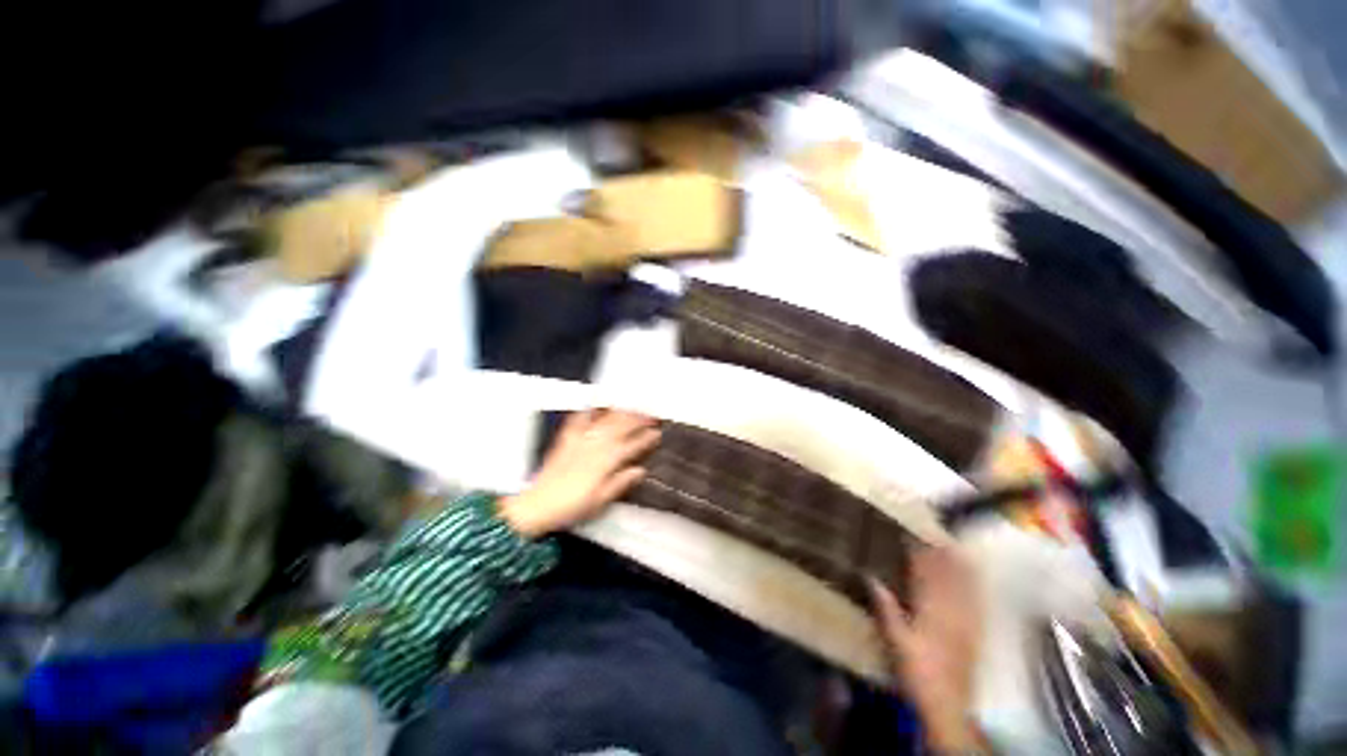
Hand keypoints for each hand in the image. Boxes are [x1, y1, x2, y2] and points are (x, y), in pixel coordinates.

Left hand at [498, 409, 659, 537]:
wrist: (538, 506)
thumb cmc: (571, 506)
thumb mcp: (600, 501)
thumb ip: (621, 483)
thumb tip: (640, 471)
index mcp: (605, 462)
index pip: (631, 446)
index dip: (646, 439)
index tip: (657, 433)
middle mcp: (594, 447)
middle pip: (620, 427)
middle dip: (637, 419)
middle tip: (650, 415)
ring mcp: (580, 440)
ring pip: (604, 420)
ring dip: (620, 412)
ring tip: (631, 406)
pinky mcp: (566, 439)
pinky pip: (578, 420)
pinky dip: (588, 411)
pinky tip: (595, 404)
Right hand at [870, 547, 982, 752]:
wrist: (948, 703)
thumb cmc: (917, 670)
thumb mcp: (895, 640)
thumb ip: (886, 607)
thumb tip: (870, 577)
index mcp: (930, 610)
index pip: (924, 574)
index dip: (918, 553)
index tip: (910, 536)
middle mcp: (951, 611)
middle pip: (947, 576)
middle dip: (941, 554)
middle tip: (934, 534)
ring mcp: (966, 622)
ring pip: (964, 587)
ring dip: (959, 566)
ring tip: (955, 548)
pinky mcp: (975, 633)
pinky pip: (975, 602)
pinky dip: (973, 586)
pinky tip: (974, 580)